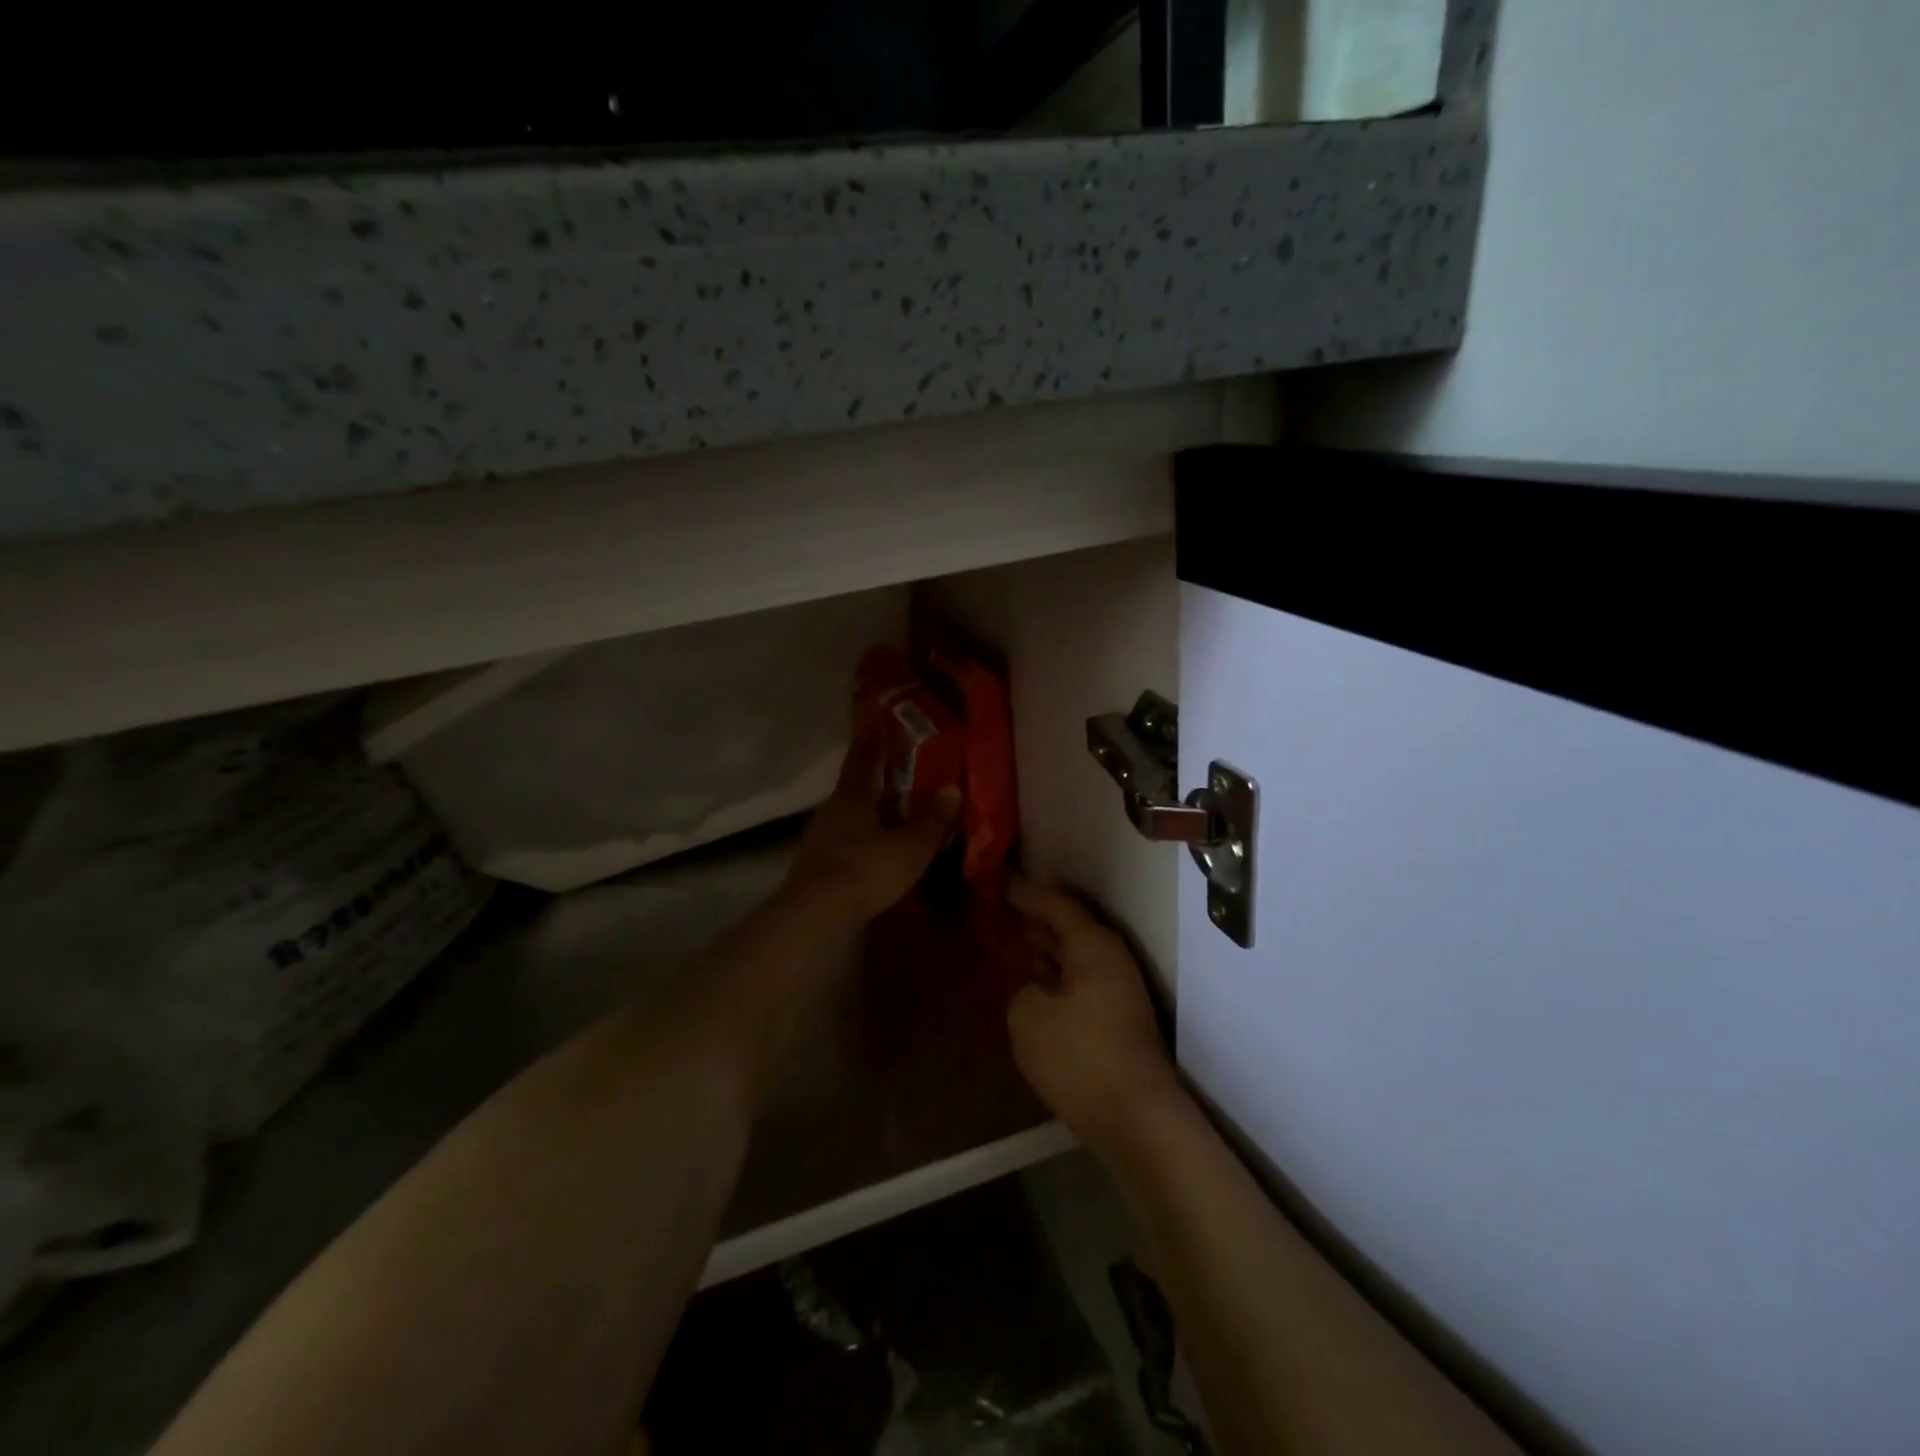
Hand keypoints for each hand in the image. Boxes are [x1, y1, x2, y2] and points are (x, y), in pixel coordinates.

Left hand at [781, 715, 960, 924]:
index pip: (863, 757)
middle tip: (898, 771)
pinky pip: (845, 840)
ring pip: (849, 815)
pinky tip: (876, 848)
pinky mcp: (817, 865)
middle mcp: (833, 809)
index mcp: (853, 795)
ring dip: (869, 811)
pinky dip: (862, 837)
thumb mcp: (910, 846)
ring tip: (892, 812)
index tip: (875, 719)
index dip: (871, 738)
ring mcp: (821, 838)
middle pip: (855, 786)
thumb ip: (932, 820)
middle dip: (875, 778)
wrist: (817, 913)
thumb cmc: (867, 868)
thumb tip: (952, 790)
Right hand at [1006, 878, 1185, 1157]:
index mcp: (1092, 945)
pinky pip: (1080, 978)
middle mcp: (1110, 958)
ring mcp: (1118, 988)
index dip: (1024, 892)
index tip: (998, 881)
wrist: (1136, 1118)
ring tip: (1014, 936)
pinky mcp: (1118, 1017)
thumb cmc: (1079, 1057)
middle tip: (1002, 905)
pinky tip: (1035, 981)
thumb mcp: (1029, 1016)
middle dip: (1036, 916)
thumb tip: (1034, 987)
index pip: (1055, 903)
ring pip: (1075, 954)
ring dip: (1046, 945)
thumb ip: (1022, 987)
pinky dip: (1056, 973)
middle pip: (1069, 925)